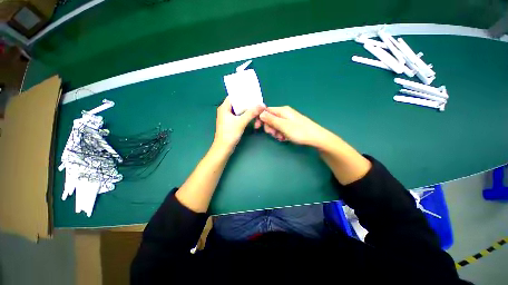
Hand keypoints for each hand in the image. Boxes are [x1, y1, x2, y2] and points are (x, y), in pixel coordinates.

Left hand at [214, 97, 264, 150]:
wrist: (224, 148)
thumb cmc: (230, 134)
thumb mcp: (241, 122)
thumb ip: (251, 113)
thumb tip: (262, 105)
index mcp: (224, 107)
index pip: (234, 96)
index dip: (243, 96)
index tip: (253, 96)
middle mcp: (225, 111)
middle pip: (238, 104)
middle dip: (248, 105)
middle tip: (258, 105)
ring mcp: (228, 118)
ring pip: (240, 111)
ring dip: (248, 113)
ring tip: (257, 114)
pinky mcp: (231, 124)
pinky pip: (239, 117)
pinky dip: (246, 117)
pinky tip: (253, 119)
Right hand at [256, 106, 327, 146]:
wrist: (316, 138)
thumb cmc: (300, 132)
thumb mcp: (283, 126)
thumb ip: (271, 120)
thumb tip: (260, 113)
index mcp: (282, 110)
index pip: (266, 111)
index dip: (260, 118)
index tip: (257, 127)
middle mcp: (284, 113)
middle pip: (270, 118)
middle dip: (270, 127)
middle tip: (274, 134)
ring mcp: (288, 119)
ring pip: (275, 125)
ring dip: (276, 132)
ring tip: (282, 137)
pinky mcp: (291, 125)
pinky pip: (281, 128)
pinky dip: (281, 133)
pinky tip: (285, 138)